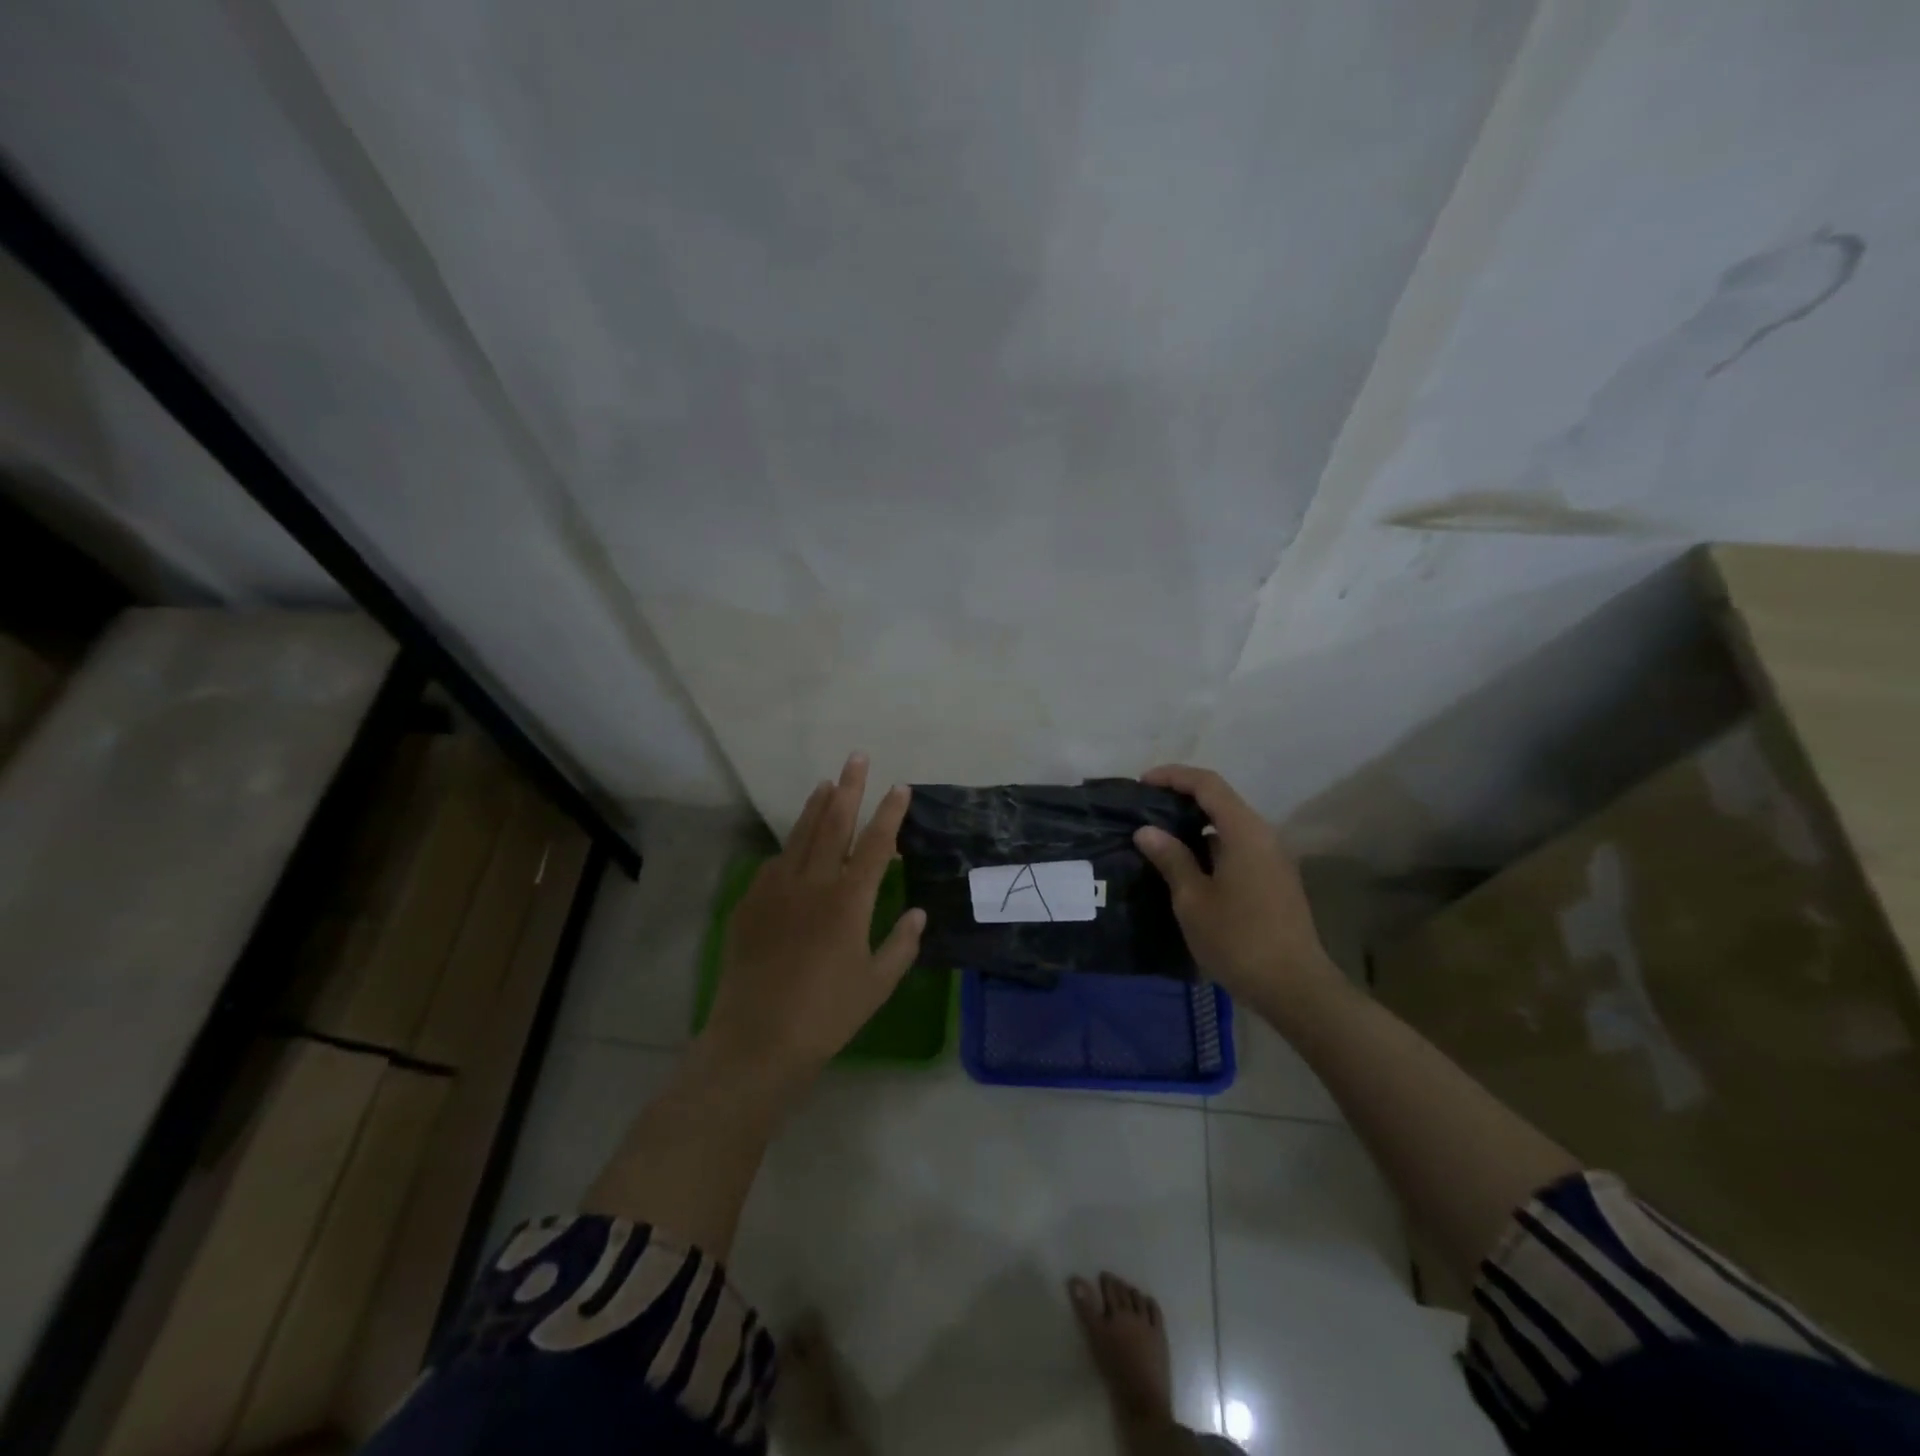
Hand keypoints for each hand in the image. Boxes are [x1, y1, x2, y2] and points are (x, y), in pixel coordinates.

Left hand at [702, 752, 924, 1084]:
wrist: (758, 1039)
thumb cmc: (827, 1015)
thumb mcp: (877, 984)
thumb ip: (901, 944)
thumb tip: (919, 913)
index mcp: (849, 901)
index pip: (876, 844)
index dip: (890, 813)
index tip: (900, 787)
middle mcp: (813, 884)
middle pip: (834, 824)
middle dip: (849, 788)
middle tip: (857, 758)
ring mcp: (776, 890)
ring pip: (799, 835)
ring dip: (815, 806)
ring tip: (826, 783)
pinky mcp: (750, 904)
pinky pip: (774, 864)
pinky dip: (789, 847)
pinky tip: (794, 845)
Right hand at [1133, 764, 1338, 1010]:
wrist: (1295, 987)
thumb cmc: (1238, 939)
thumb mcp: (1193, 899)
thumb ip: (1171, 858)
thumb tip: (1147, 830)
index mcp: (1245, 832)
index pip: (1207, 784)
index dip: (1173, 776)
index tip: (1142, 783)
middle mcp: (1264, 836)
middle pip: (1221, 801)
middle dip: (1182, 798)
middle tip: (1146, 810)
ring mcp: (1273, 859)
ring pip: (1230, 826)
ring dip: (1196, 825)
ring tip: (1160, 839)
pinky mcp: (1274, 880)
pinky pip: (1238, 847)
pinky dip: (1210, 846)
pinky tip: (1187, 867)